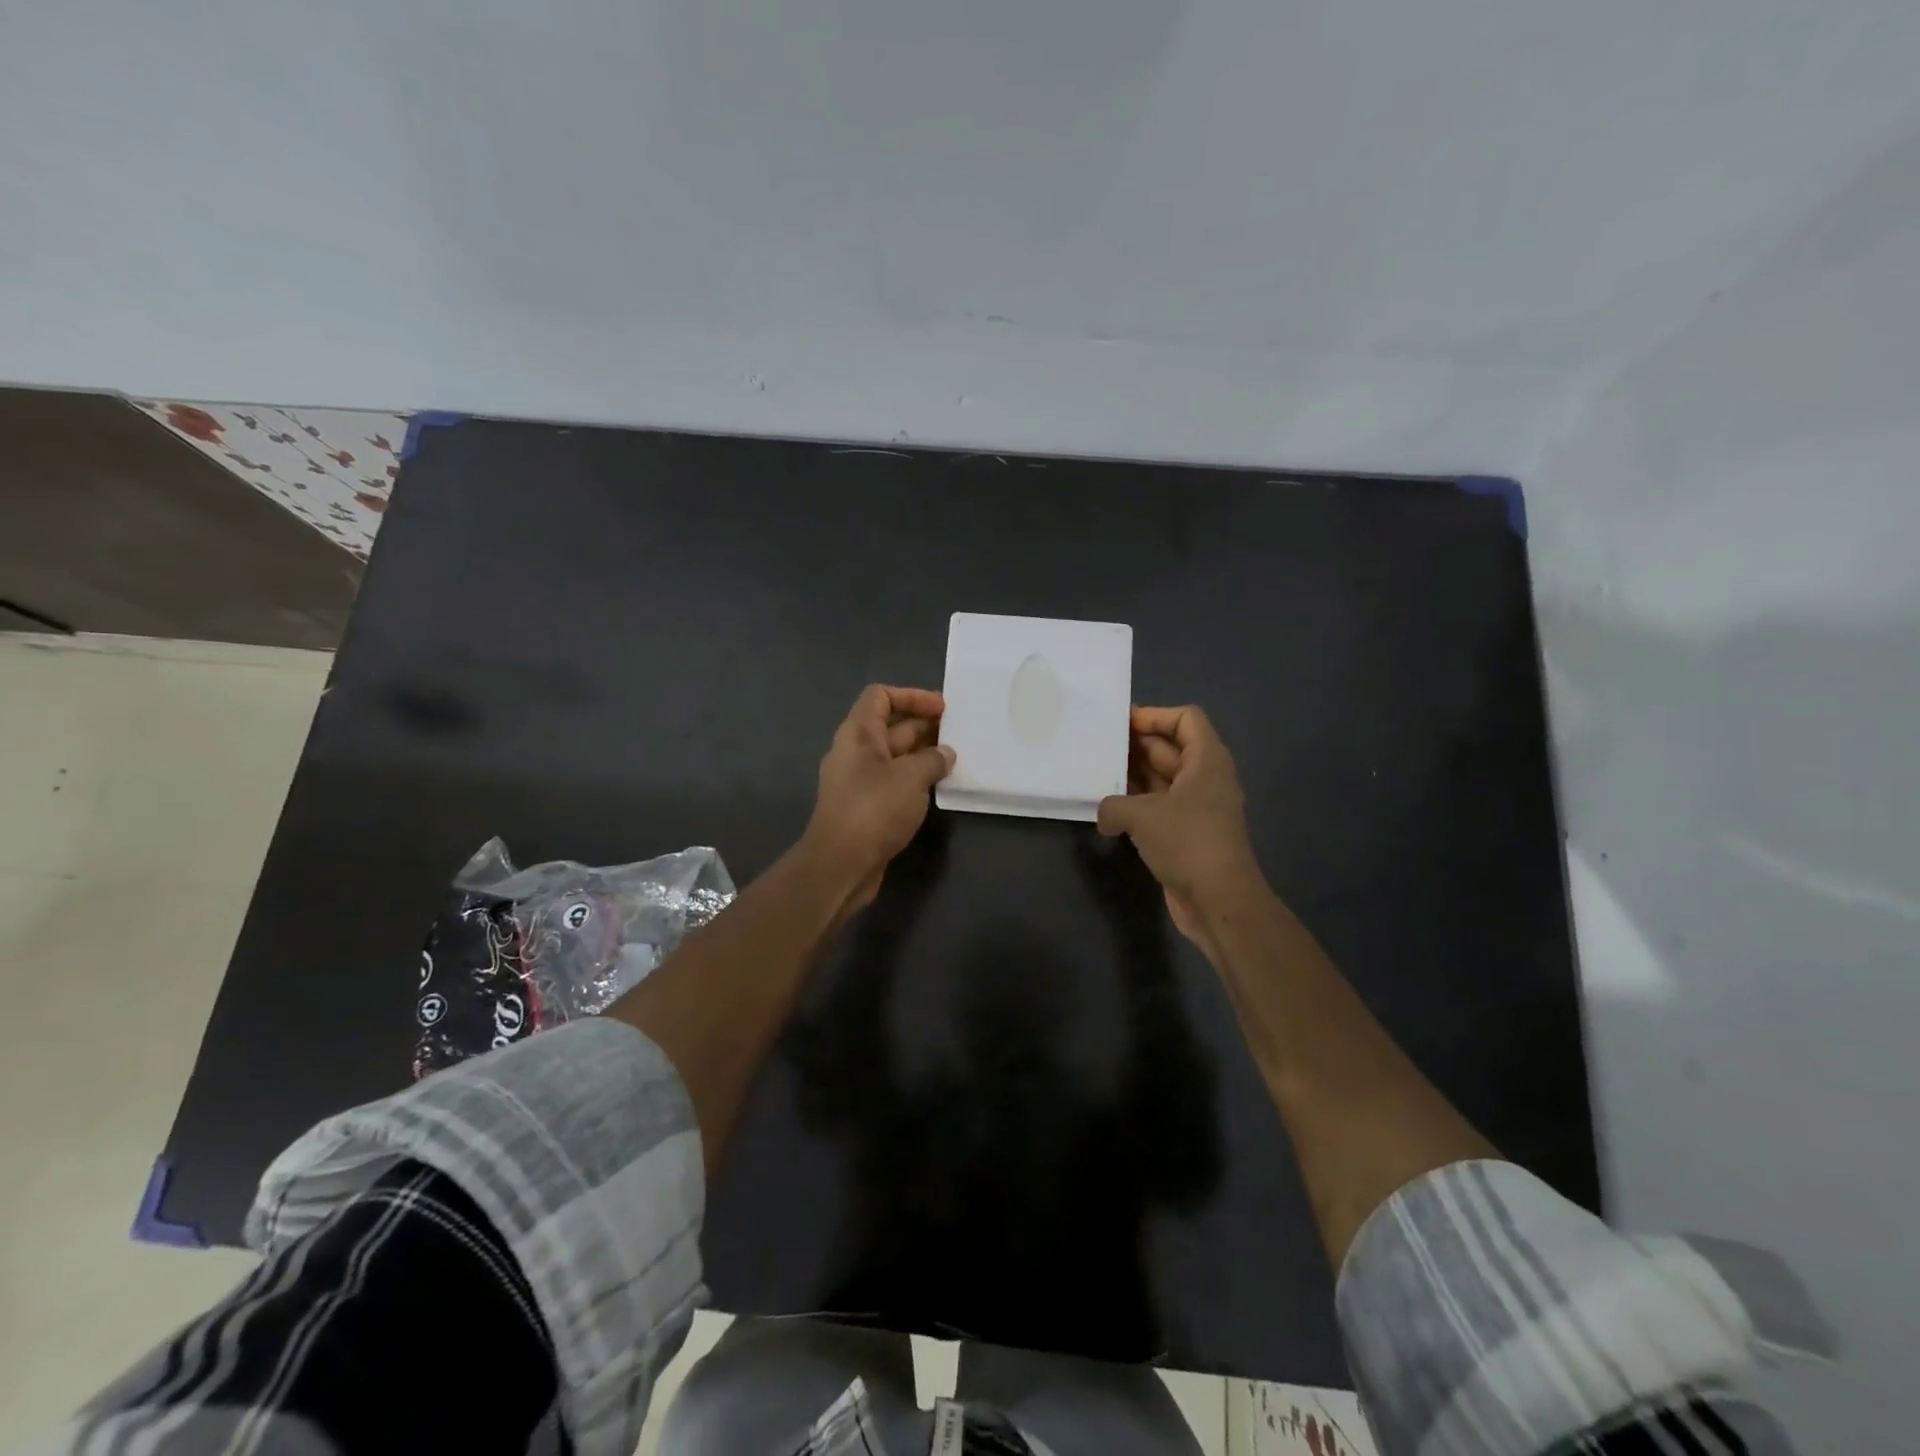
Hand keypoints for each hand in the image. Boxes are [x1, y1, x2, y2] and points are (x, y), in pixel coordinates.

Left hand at [804, 684, 954, 913]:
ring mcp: (860, 781)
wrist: (840, 865)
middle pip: (891, 726)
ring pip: (896, 756)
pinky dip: (916, 780)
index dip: (912, 696)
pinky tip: (940, 787)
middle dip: (925, 726)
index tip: (942, 709)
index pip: (880, 696)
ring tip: (957, 760)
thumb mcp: (910, 777)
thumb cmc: (873, 809)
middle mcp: (856, 752)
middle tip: (960, 734)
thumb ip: (932, 760)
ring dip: (924, 755)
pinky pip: (895, 782)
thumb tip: (946, 754)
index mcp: (858, 734)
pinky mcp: (867, 807)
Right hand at [1096, 705, 1263, 951]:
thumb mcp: (1142, 815)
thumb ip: (1113, 805)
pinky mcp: (1186, 834)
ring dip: (1131, 776)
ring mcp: (1196, 808)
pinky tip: (1107, 811)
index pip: (1186, 719)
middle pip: (1170, 748)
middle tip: (1098, 746)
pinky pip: (1158, 807)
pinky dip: (1135, 805)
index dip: (1155, 715)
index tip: (1121, 724)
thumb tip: (1104, 815)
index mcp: (1207, 761)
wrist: (1219, 901)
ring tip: (1096, 774)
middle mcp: (1205, 779)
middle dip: (1135, 744)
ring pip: (1161, 779)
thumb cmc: (1188, 843)